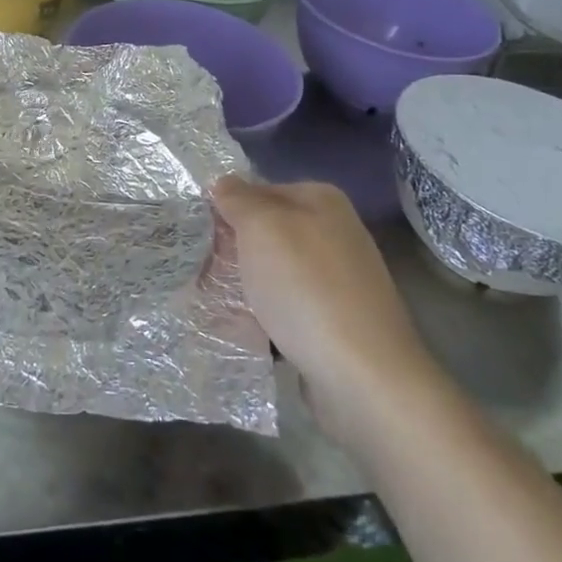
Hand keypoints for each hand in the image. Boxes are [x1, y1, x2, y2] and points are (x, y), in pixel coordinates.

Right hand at [211, 177, 433, 397]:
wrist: (364, 377)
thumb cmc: (306, 289)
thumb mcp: (261, 227)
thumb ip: (238, 198)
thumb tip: (223, 183)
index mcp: (321, 200)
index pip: (257, 190)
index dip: (225, 209)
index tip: (198, 235)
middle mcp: (334, 232)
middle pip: (265, 233)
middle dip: (232, 252)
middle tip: (198, 271)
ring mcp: (337, 279)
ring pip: (272, 273)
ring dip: (244, 288)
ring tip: (213, 304)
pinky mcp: (335, 321)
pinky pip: (286, 309)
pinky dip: (264, 317)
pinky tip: (245, 331)